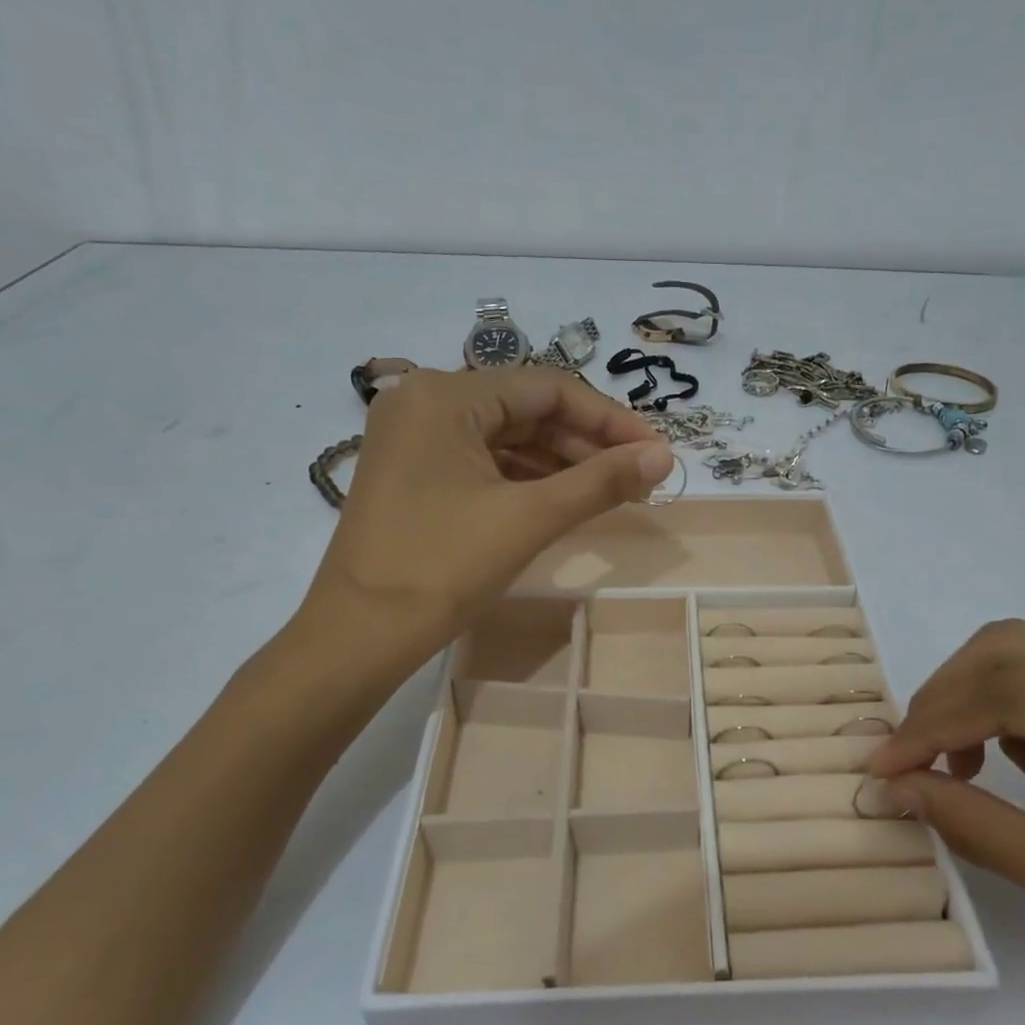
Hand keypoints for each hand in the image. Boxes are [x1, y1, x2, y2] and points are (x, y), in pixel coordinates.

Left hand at [302, 367, 670, 655]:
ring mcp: (415, 439)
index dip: (609, 418)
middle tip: (639, 478)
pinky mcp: (414, 474)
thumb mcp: (530, 518)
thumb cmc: (443, 567)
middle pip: (527, 410)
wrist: (359, 636)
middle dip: (587, 444)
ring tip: (612, 493)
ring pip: (507, 438)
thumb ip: (601, 481)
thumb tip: (665, 455)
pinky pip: (484, 463)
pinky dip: (528, 479)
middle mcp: (425, 402)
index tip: (654, 451)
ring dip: (562, 463)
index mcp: (446, 395)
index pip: (548, 388)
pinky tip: (564, 500)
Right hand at [870, 620, 1024, 1023]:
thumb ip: (985, 830)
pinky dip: (1013, 711)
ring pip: (1024, 653)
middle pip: (1013, 651)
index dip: (937, 725)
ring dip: (973, 705)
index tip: (882, 767)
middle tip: (910, 765)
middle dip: (945, 705)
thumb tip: (898, 787)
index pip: (1017, 687)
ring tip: (966, 773)